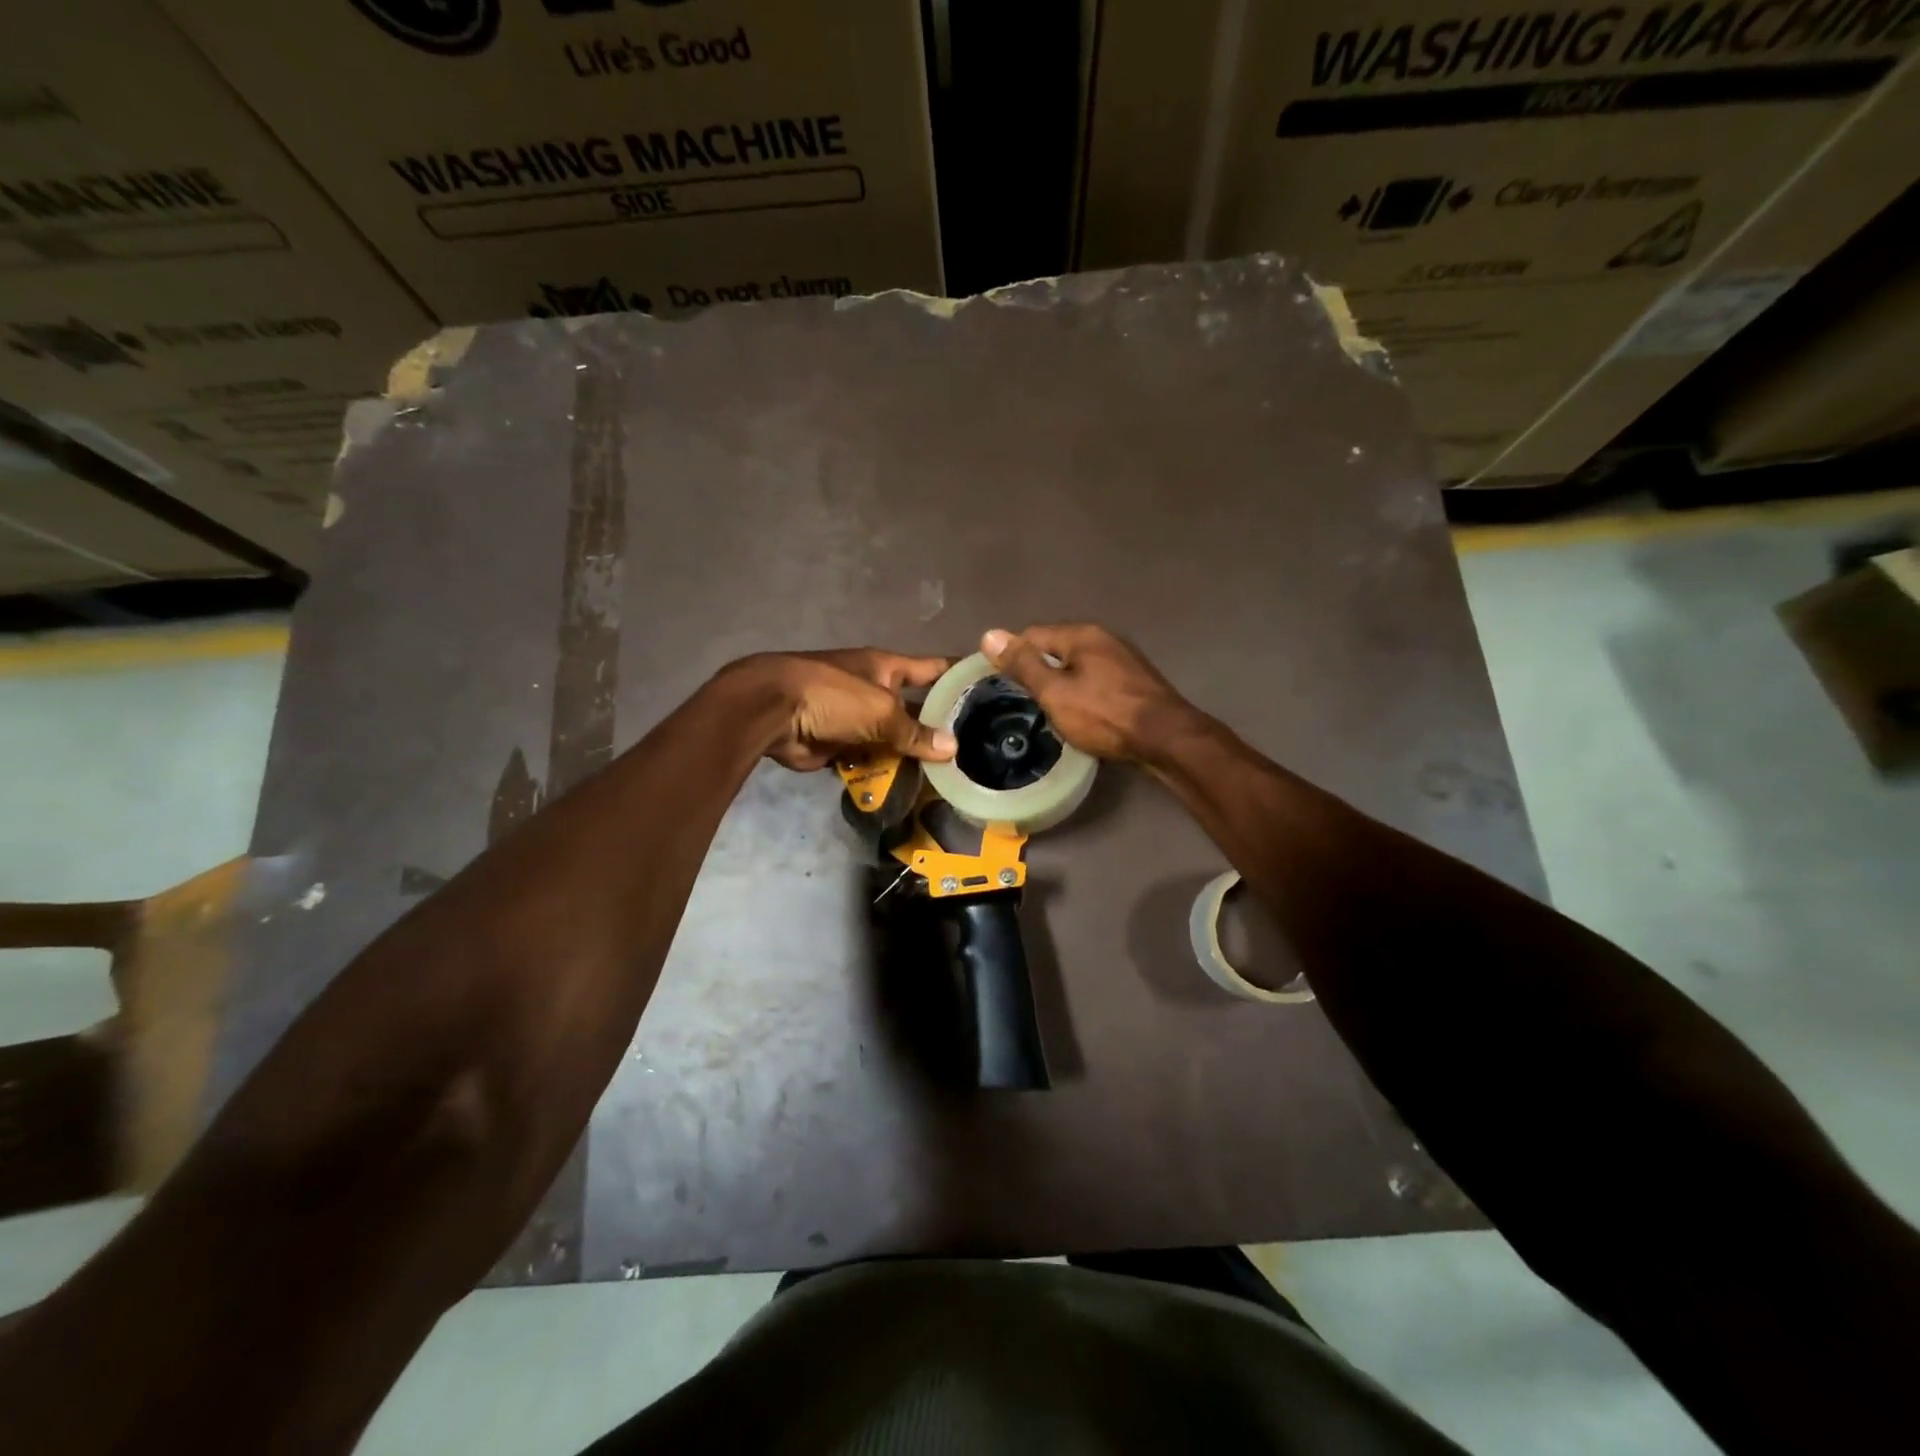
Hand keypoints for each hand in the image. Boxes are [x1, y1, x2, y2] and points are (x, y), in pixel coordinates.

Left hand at [728, 649, 956, 771]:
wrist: (772, 712)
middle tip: (976, 750)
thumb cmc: (832, 695)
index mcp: (887, 668)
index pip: (933, 669)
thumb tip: (951, 748)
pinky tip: (913, 790)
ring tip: (950, 778)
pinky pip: (871, 761)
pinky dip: (885, 773)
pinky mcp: (840, 746)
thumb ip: (914, 731)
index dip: (959, 675)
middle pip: (915, 711)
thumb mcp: (880, 709)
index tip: (991, 686)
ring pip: (894, 741)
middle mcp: (875, 691)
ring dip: (913, 758)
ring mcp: (857, 720)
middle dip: (939, 729)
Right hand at [979, 624, 1198, 762]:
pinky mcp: (1136, 680)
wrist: (1166, 739)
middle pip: (1057, 648)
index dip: (1012, 656)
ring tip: (1048, 709)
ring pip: (1079, 665)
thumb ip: (1022, 665)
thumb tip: (988, 634)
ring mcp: (1124, 658)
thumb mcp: (1054, 693)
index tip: (998, 682)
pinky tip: (1081, 712)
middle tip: (1022, 700)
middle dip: (1038, 669)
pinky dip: (1083, 691)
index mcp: (1081, 635)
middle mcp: (1104, 638)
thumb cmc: (1105, 715)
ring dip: (1062, 681)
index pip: (1032, 635)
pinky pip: (1097, 679)